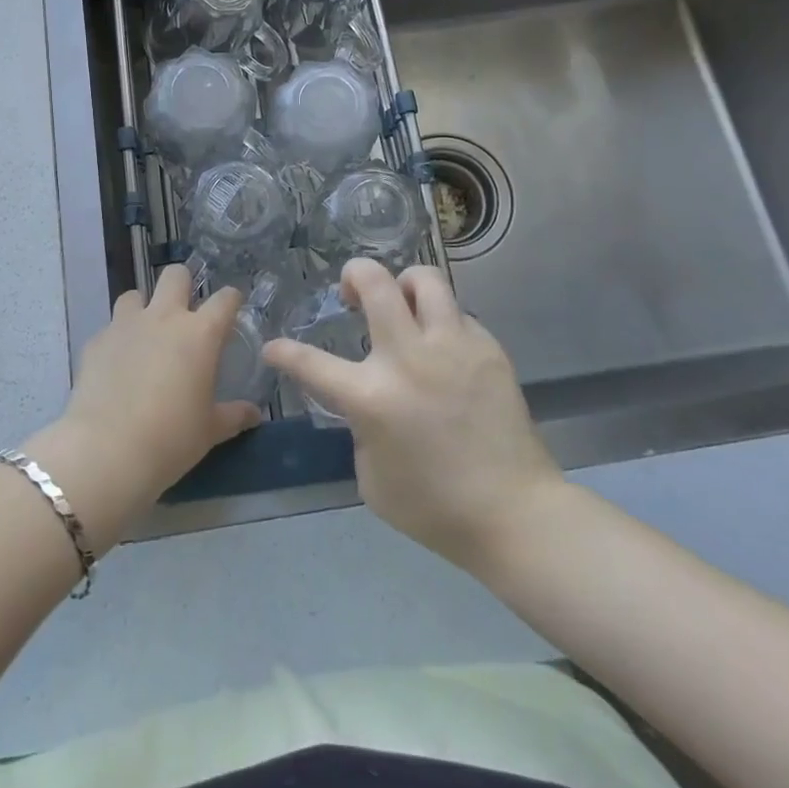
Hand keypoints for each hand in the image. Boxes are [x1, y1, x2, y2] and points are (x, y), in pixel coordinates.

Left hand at [31, 264, 260, 546]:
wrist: (106, 451)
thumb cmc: (170, 439)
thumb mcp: (209, 431)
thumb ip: (233, 416)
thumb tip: (254, 414)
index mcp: (199, 333)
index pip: (225, 299)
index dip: (231, 300)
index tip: (232, 310)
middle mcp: (163, 318)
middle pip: (175, 275)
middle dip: (183, 285)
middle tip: (185, 313)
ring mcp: (125, 325)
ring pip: (135, 295)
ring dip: (143, 308)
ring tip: (146, 335)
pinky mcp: (96, 341)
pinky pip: (110, 328)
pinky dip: (117, 339)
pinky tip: (117, 365)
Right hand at [263, 259, 562, 570]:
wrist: (514, 513)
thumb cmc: (433, 507)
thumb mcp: (371, 475)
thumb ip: (359, 425)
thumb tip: (366, 399)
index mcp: (371, 397)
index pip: (311, 363)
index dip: (284, 352)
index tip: (274, 348)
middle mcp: (408, 358)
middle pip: (375, 282)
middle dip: (353, 274)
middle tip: (351, 292)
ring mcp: (452, 346)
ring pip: (423, 279)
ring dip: (403, 285)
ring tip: (402, 306)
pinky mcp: (488, 348)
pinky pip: (456, 314)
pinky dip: (440, 323)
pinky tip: (443, 351)